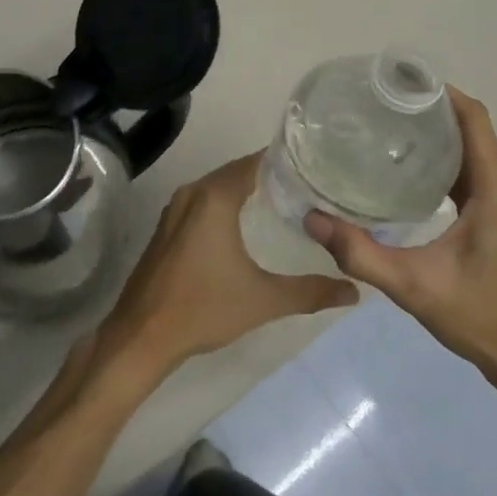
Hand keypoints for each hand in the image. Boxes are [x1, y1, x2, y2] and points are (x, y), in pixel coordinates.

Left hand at [97, 153, 357, 386]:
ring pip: (218, 186)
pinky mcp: (167, 226)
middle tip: (307, 185)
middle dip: (269, 175)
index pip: (255, 162)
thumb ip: (310, 292)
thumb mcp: (263, 300)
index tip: (314, 166)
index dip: (284, 161)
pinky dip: (225, 203)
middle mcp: (193, 192)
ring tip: (285, 200)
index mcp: (214, 197)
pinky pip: (203, 201)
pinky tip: (246, 222)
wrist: (142, 334)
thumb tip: (354, 291)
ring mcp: (175, 208)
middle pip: (236, 171)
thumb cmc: (203, 308)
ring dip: (246, 188)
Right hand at [304, 88, 496, 405]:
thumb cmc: (482, 318)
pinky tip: (405, 170)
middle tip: (374, 105)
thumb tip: (310, 219)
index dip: (437, 91)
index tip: (394, 80)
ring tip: (382, 129)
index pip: (471, 117)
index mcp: (496, 186)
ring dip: (433, 135)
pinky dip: (442, 160)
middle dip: (424, 110)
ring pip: (470, 148)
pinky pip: (472, 170)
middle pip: (468, 127)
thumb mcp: (414, 286)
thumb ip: (360, 253)